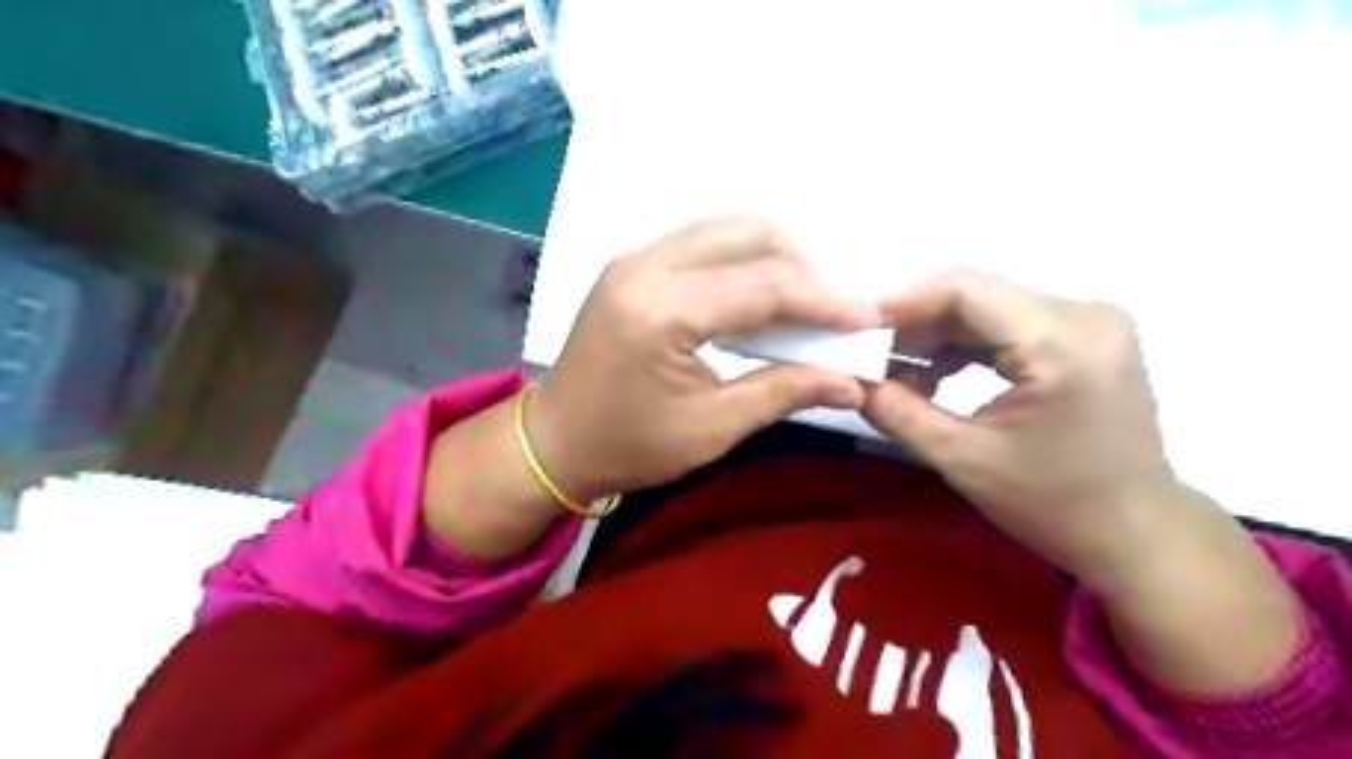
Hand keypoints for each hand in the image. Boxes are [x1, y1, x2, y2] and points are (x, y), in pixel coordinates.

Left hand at [522, 216, 882, 502]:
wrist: (555, 441)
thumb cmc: (628, 445)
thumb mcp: (711, 429)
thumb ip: (782, 393)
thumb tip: (851, 382)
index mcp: (660, 311)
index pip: (762, 286)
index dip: (823, 301)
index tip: (866, 318)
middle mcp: (645, 267)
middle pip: (747, 234)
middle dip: (800, 268)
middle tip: (826, 315)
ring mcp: (634, 259)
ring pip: (725, 229)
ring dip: (772, 259)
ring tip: (797, 306)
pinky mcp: (632, 265)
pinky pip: (702, 242)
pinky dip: (740, 260)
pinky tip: (756, 298)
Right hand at [861, 266, 1178, 579]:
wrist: (1134, 532)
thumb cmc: (1052, 505)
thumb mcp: (962, 460)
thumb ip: (897, 413)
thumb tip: (848, 380)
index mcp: (1063, 344)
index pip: (967, 290)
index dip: (904, 303)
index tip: (858, 330)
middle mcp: (1084, 315)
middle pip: (976, 294)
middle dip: (915, 324)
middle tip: (870, 358)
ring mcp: (1088, 322)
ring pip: (987, 307)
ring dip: (936, 337)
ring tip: (897, 375)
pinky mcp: (1082, 336)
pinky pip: (1006, 324)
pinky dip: (963, 346)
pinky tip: (935, 377)